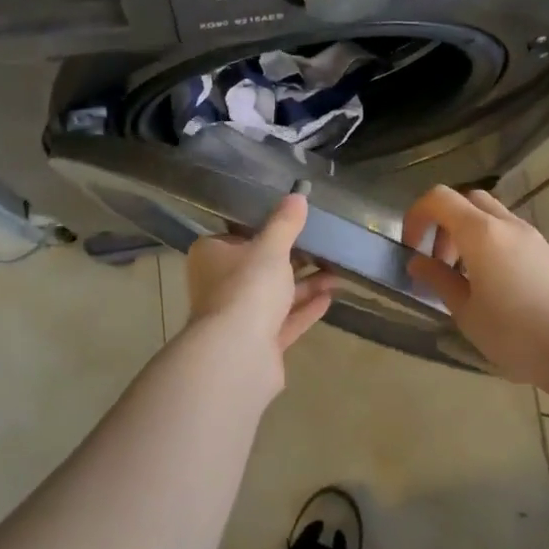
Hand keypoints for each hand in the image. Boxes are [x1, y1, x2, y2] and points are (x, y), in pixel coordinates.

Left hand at [185, 194, 338, 364]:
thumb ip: (285, 223)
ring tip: (337, 273)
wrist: (238, 355)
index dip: (264, 230)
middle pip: (258, 268)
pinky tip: (330, 298)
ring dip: (305, 285)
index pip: (237, 237)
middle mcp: (219, 286)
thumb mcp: (271, 248)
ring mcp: (237, 318)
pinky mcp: (257, 344)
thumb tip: (298, 194)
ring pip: (274, 296)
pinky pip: (284, 321)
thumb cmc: (248, 288)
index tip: (293, 224)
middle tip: (323, 248)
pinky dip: (304, 309)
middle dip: (292, 260)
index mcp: (212, 256)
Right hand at [402, 186, 548, 387]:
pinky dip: (490, 243)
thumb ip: (438, 280)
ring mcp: (531, 236)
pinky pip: (509, 232)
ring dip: (468, 233)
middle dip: (444, 222)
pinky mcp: (548, 252)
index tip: (412, 248)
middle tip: (439, 261)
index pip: (439, 198)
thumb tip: (418, 262)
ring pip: (490, 214)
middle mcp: (507, 224)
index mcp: (481, 233)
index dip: (417, 216)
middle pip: (466, 200)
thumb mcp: (466, 312)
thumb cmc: (515, 334)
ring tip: (464, 276)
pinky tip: (493, 283)